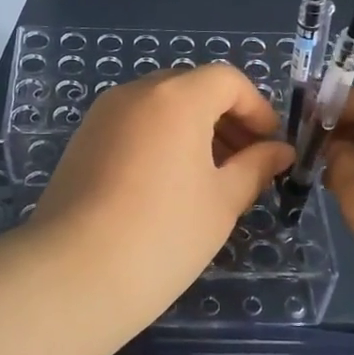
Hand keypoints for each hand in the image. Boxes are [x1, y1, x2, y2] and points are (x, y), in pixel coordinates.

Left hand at [32, 64, 293, 333]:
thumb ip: (255, 167)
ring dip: (193, 130)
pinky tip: (168, 186)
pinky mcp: (82, 141)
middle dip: (225, 119)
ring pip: (160, 106)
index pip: (227, 80)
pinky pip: (133, 125)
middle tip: (245, 163)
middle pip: (192, 88)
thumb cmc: (164, 234)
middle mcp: (136, 93)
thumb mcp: (223, 201)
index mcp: (176, 97)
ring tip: (210, 179)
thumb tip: (279, 152)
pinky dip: (160, 140)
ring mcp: (102, 115)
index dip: (257, 108)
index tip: (270, 146)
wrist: (74, 274)